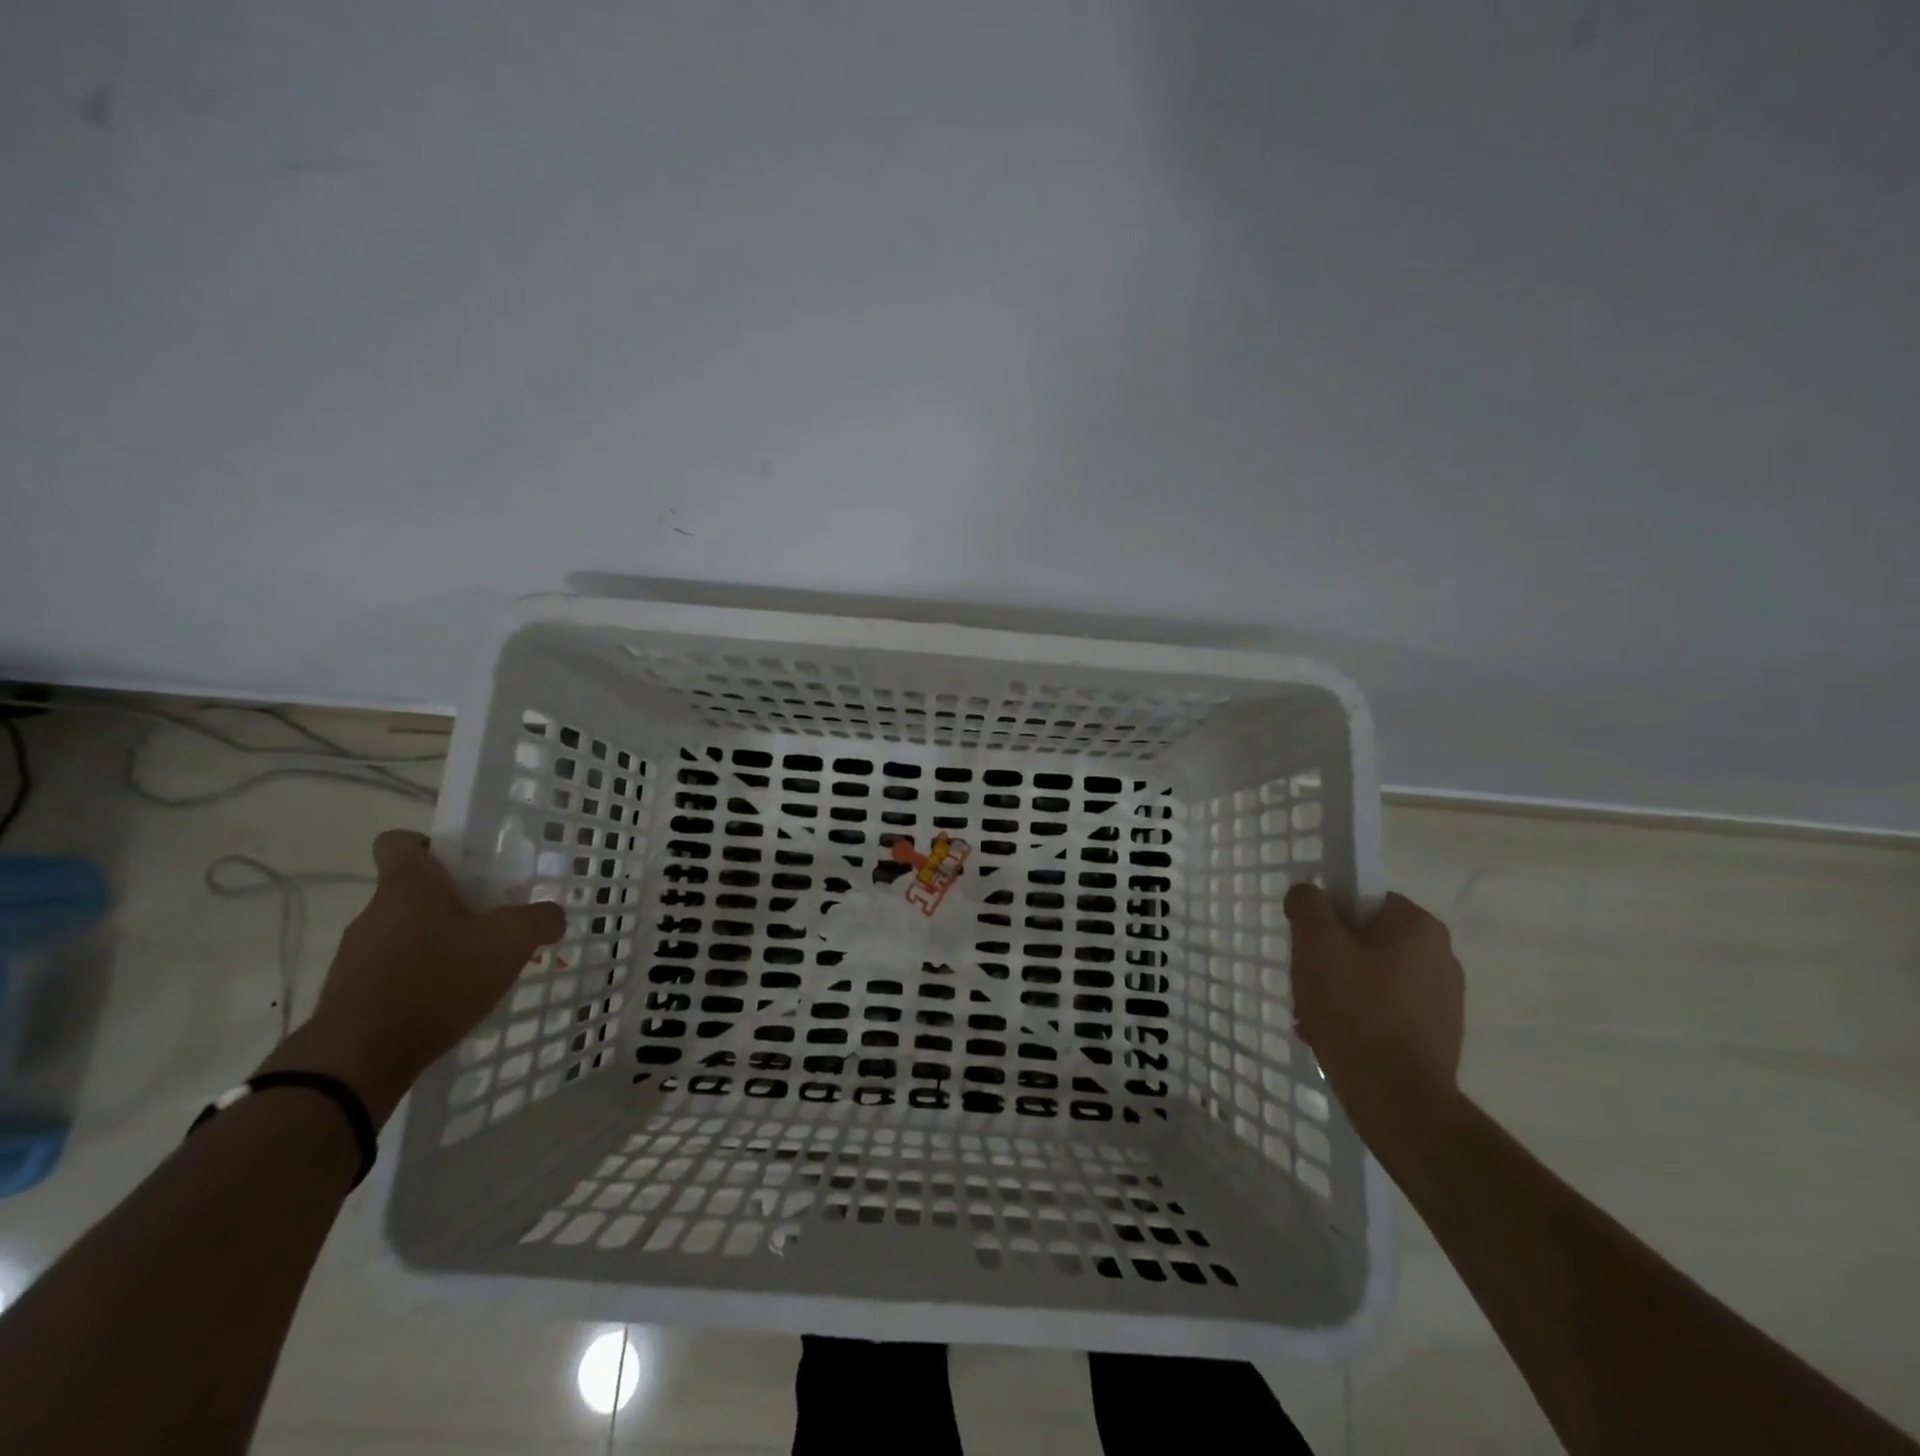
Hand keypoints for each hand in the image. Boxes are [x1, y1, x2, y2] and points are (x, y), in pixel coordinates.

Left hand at [263, 830, 565, 1123]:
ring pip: (405, 932)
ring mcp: (356, 955)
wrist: (358, 1060)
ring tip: (477, 970)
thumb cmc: (436, 982)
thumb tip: (551, 915)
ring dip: (438, 943)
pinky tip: (450, 1002)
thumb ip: (540, 919)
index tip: (465, 866)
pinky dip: (422, 979)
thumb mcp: (510, 942)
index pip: (400, 841)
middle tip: (493, 923)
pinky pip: (393, 971)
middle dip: (453, 903)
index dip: (430, 845)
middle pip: (412, 891)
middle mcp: (374, 912)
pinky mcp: (350, 994)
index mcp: (408, 886)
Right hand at [1284, 886, 1466, 1155]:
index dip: (1329, 917)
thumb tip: (1308, 893)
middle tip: (1305, 983)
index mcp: (1419, 926)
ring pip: (1373, 978)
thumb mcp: (1316, 944)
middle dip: (1330, 960)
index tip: (1307, 944)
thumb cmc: (1354, 1008)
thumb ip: (1308, 905)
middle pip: (1367, 940)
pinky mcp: (1437, 1036)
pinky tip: (1333, 1039)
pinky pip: (1386, 1012)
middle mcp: (1441, 957)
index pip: (1365, 899)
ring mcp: (1443, 1000)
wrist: (1396, 1097)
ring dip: (1339, 991)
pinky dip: (1358, 1019)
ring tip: (1313, 1018)